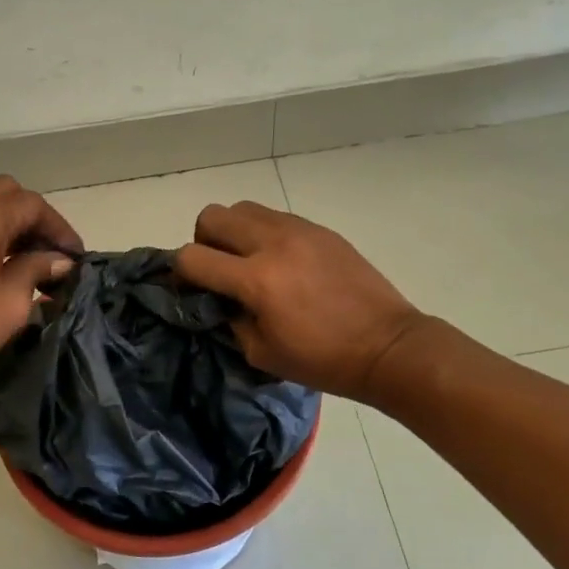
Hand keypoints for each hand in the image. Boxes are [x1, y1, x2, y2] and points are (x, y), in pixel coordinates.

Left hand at [0, 176, 81, 398]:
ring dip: (10, 226)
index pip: (31, 204)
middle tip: (49, 252)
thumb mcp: (11, 300)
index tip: (74, 256)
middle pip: (6, 194)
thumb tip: (59, 260)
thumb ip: (37, 270)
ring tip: (30, 264)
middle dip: (33, 218)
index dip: (58, 227)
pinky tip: (1, 269)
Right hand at [176, 200, 428, 402]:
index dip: (181, 274)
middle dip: (204, 242)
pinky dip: (264, 234)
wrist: (387, 345)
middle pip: (211, 216)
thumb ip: (229, 318)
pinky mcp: (319, 229)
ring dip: (234, 233)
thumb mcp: (261, 353)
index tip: (191, 290)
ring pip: (242, 208)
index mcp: (256, 279)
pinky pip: (275, 217)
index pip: (192, 256)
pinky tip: (283, 263)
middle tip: (220, 270)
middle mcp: (273, 243)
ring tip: (250, 263)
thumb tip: (215, 298)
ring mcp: (298, 230)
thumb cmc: (323, 360)